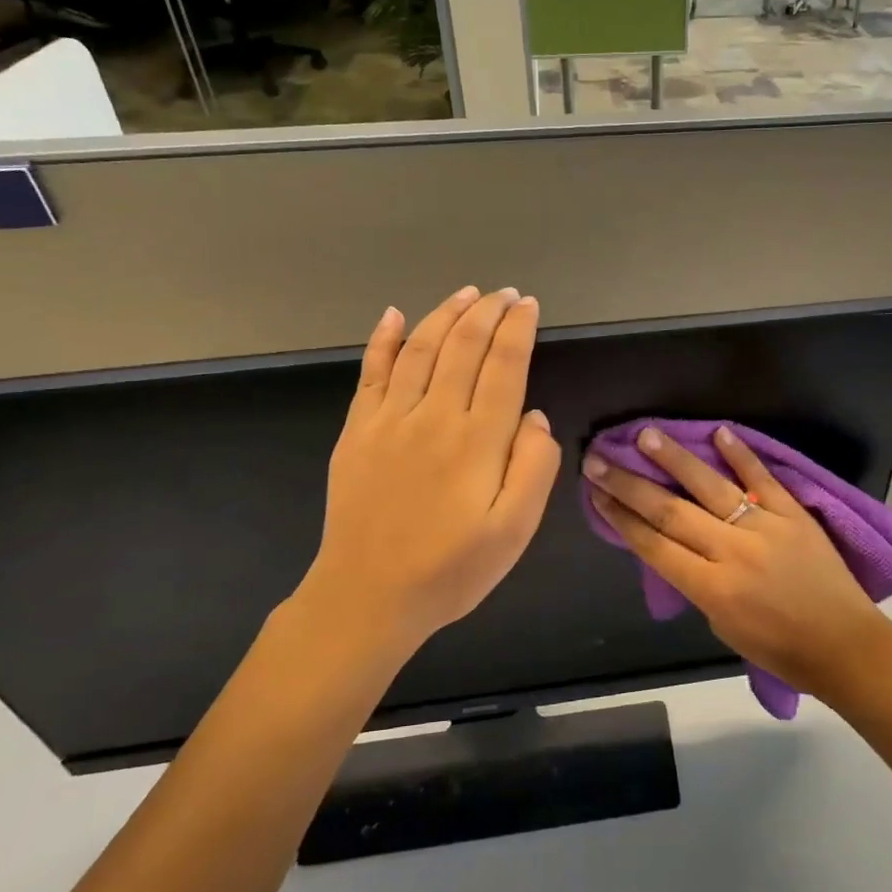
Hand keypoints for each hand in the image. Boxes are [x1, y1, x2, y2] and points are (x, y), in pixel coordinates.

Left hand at [293, 286, 561, 658]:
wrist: (367, 598)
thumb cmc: (451, 569)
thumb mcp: (515, 531)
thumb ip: (534, 467)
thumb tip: (534, 417)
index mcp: (478, 439)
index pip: (504, 365)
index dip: (518, 329)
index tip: (529, 305)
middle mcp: (434, 416)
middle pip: (463, 346)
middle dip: (488, 312)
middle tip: (506, 293)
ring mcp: (390, 420)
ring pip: (421, 348)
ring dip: (446, 314)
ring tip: (467, 293)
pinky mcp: (358, 431)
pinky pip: (371, 372)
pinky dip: (383, 339)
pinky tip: (394, 315)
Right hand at [585, 424, 888, 702]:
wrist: (844, 645)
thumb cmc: (779, 648)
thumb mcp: (722, 625)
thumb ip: (696, 581)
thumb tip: (674, 544)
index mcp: (711, 588)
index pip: (654, 545)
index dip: (621, 518)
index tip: (596, 494)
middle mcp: (732, 552)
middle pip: (670, 512)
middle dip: (629, 485)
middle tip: (598, 460)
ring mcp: (764, 528)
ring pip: (711, 487)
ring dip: (675, 459)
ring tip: (646, 435)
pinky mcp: (794, 514)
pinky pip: (763, 479)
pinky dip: (741, 454)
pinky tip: (718, 431)